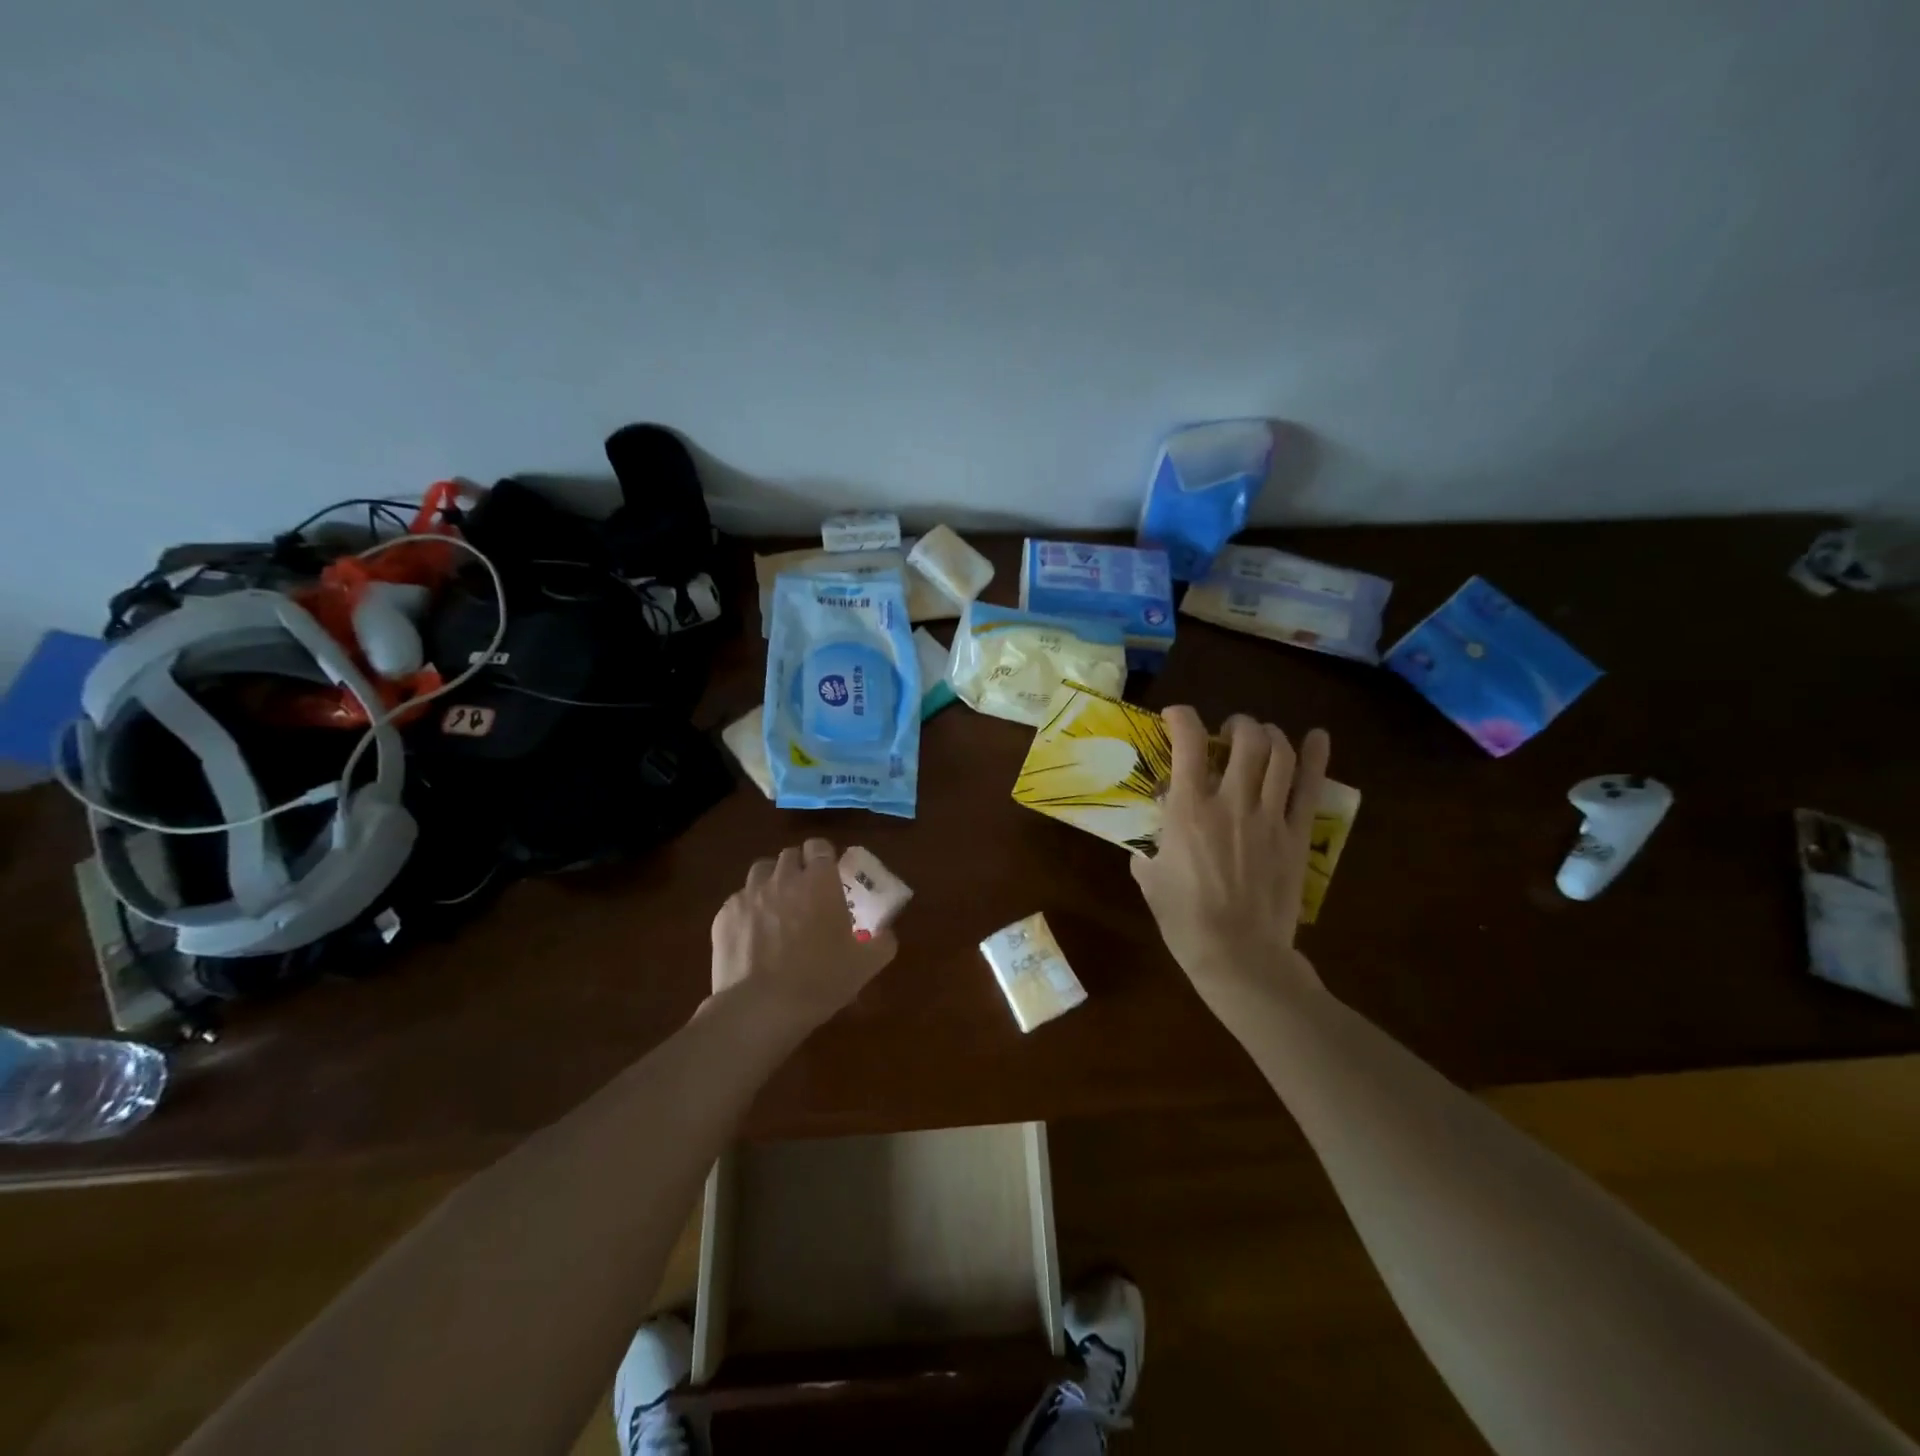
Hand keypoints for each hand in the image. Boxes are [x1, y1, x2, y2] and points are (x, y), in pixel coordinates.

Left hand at [711, 838, 898, 1027]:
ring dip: (772, 881)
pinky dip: (749, 908)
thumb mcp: (866, 965)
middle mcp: (783, 878)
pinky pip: (739, 899)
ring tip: (778, 906)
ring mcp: (749, 894)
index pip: (819, 846)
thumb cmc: (820, 981)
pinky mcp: (724, 915)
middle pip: (790, 855)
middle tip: (807, 893)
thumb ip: (883, 941)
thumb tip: (886, 932)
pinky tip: (754, 933)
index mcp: (819, 882)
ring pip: (761, 870)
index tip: (830, 874)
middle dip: (799, 867)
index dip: (825, 856)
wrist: (759, 1009)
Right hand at [1132, 708, 1330, 1005]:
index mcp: (1189, 810)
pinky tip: (1317, 737)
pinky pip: (1310, 788)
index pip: (1188, 744)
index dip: (1182, 718)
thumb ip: (1149, 848)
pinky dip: (1316, 757)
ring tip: (1260, 737)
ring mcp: (1270, 817)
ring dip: (1269, 735)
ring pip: (1279, 755)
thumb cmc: (1184, 919)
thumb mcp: (1149, 877)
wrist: (1238, 956)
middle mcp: (1232, 802)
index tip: (1176, 716)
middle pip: (1246, 739)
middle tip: (1227, 733)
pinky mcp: (1296, 836)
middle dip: (1236, 724)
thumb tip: (1153, 838)